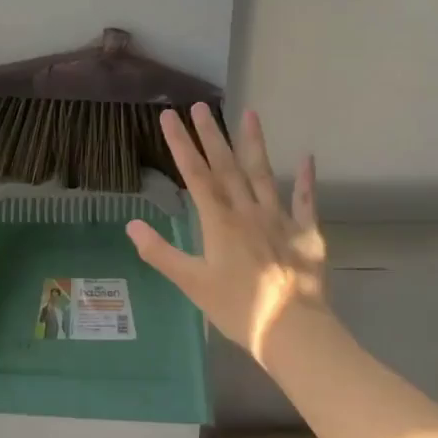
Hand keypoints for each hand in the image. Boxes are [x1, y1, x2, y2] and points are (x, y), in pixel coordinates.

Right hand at [126, 105, 327, 359]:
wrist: (293, 331)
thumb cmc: (237, 309)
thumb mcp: (191, 284)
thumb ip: (160, 253)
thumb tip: (131, 224)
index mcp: (219, 222)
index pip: (195, 175)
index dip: (180, 144)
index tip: (169, 117)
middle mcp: (248, 211)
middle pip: (227, 166)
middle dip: (211, 135)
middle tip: (200, 105)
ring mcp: (279, 220)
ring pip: (263, 174)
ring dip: (254, 143)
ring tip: (249, 113)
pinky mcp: (306, 234)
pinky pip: (304, 202)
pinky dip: (305, 180)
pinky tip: (306, 158)